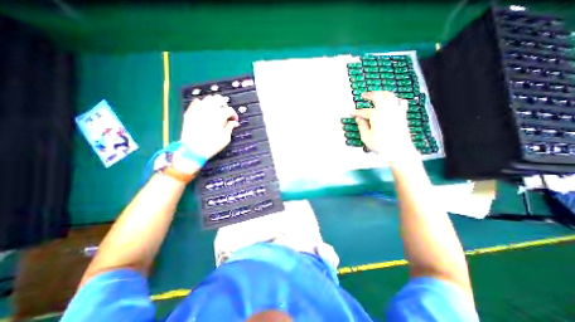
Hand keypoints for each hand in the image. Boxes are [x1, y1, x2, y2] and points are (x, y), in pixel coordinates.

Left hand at [181, 94, 240, 159]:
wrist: (192, 150)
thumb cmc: (211, 145)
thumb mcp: (225, 138)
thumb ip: (230, 127)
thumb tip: (234, 123)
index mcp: (220, 116)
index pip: (230, 110)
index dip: (234, 114)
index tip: (234, 120)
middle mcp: (209, 110)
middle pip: (219, 99)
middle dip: (224, 105)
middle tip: (225, 113)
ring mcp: (198, 110)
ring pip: (208, 98)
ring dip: (214, 103)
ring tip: (216, 110)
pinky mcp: (190, 112)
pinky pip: (196, 102)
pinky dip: (202, 104)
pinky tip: (204, 110)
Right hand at [353, 92, 415, 158]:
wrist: (399, 150)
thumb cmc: (381, 145)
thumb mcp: (366, 137)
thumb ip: (362, 126)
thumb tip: (358, 119)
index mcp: (376, 115)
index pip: (364, 111)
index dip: (356, 112)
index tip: (351, 112)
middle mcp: (387, 110)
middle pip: (379, 96)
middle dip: (370, 94)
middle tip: (364, 95)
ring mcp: (396, 111)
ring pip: (390, 96)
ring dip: (382, 93)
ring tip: (377, 94)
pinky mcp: (402, 115)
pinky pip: (401, 103)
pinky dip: (396, 100)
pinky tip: (394, 102)